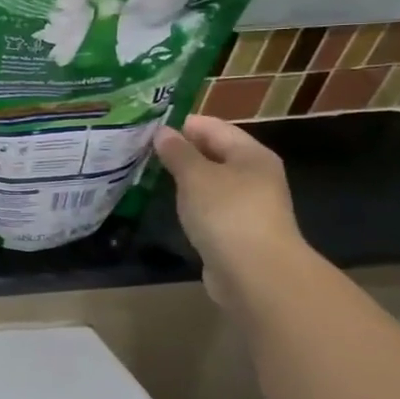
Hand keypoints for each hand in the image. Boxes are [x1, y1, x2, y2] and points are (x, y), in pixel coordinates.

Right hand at [154, 115, 304, 302]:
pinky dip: (192, 202)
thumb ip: (178, 152)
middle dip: (182, 151)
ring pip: (211, 181)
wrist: (256, 274)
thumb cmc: (227, 214)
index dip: (182, 124)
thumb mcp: (196, 176)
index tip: (147, 127)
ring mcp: (249, 205)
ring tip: (150, 173)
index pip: (213, 126)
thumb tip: (163, 132)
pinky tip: (171, 204)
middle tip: (143, 150)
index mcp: (251, 154)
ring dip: (185, 178)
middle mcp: (254, 175)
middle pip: (215, 153)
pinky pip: (211, 206)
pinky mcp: (238, 231)